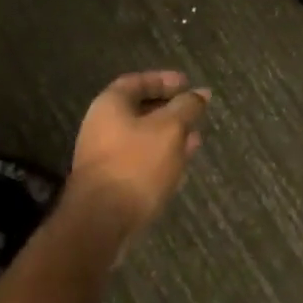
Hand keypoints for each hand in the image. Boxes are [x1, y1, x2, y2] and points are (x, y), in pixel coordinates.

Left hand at [68, 71, 210, 233]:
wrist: (101, 221)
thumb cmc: (136, 164)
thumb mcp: (170, 129)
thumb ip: (186, 107)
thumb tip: (200, 93)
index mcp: (110, 104)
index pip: (138, 81)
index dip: (164, 80)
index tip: (189, 84)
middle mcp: (102, 125)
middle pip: (139, 110)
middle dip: (170, 110)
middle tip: (196, 113)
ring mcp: (104, 155)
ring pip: (142, 137)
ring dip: (169, 136)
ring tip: (195, 139)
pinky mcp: (111, 181)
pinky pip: (139, 160)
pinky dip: (160, 156)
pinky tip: (180, 165)